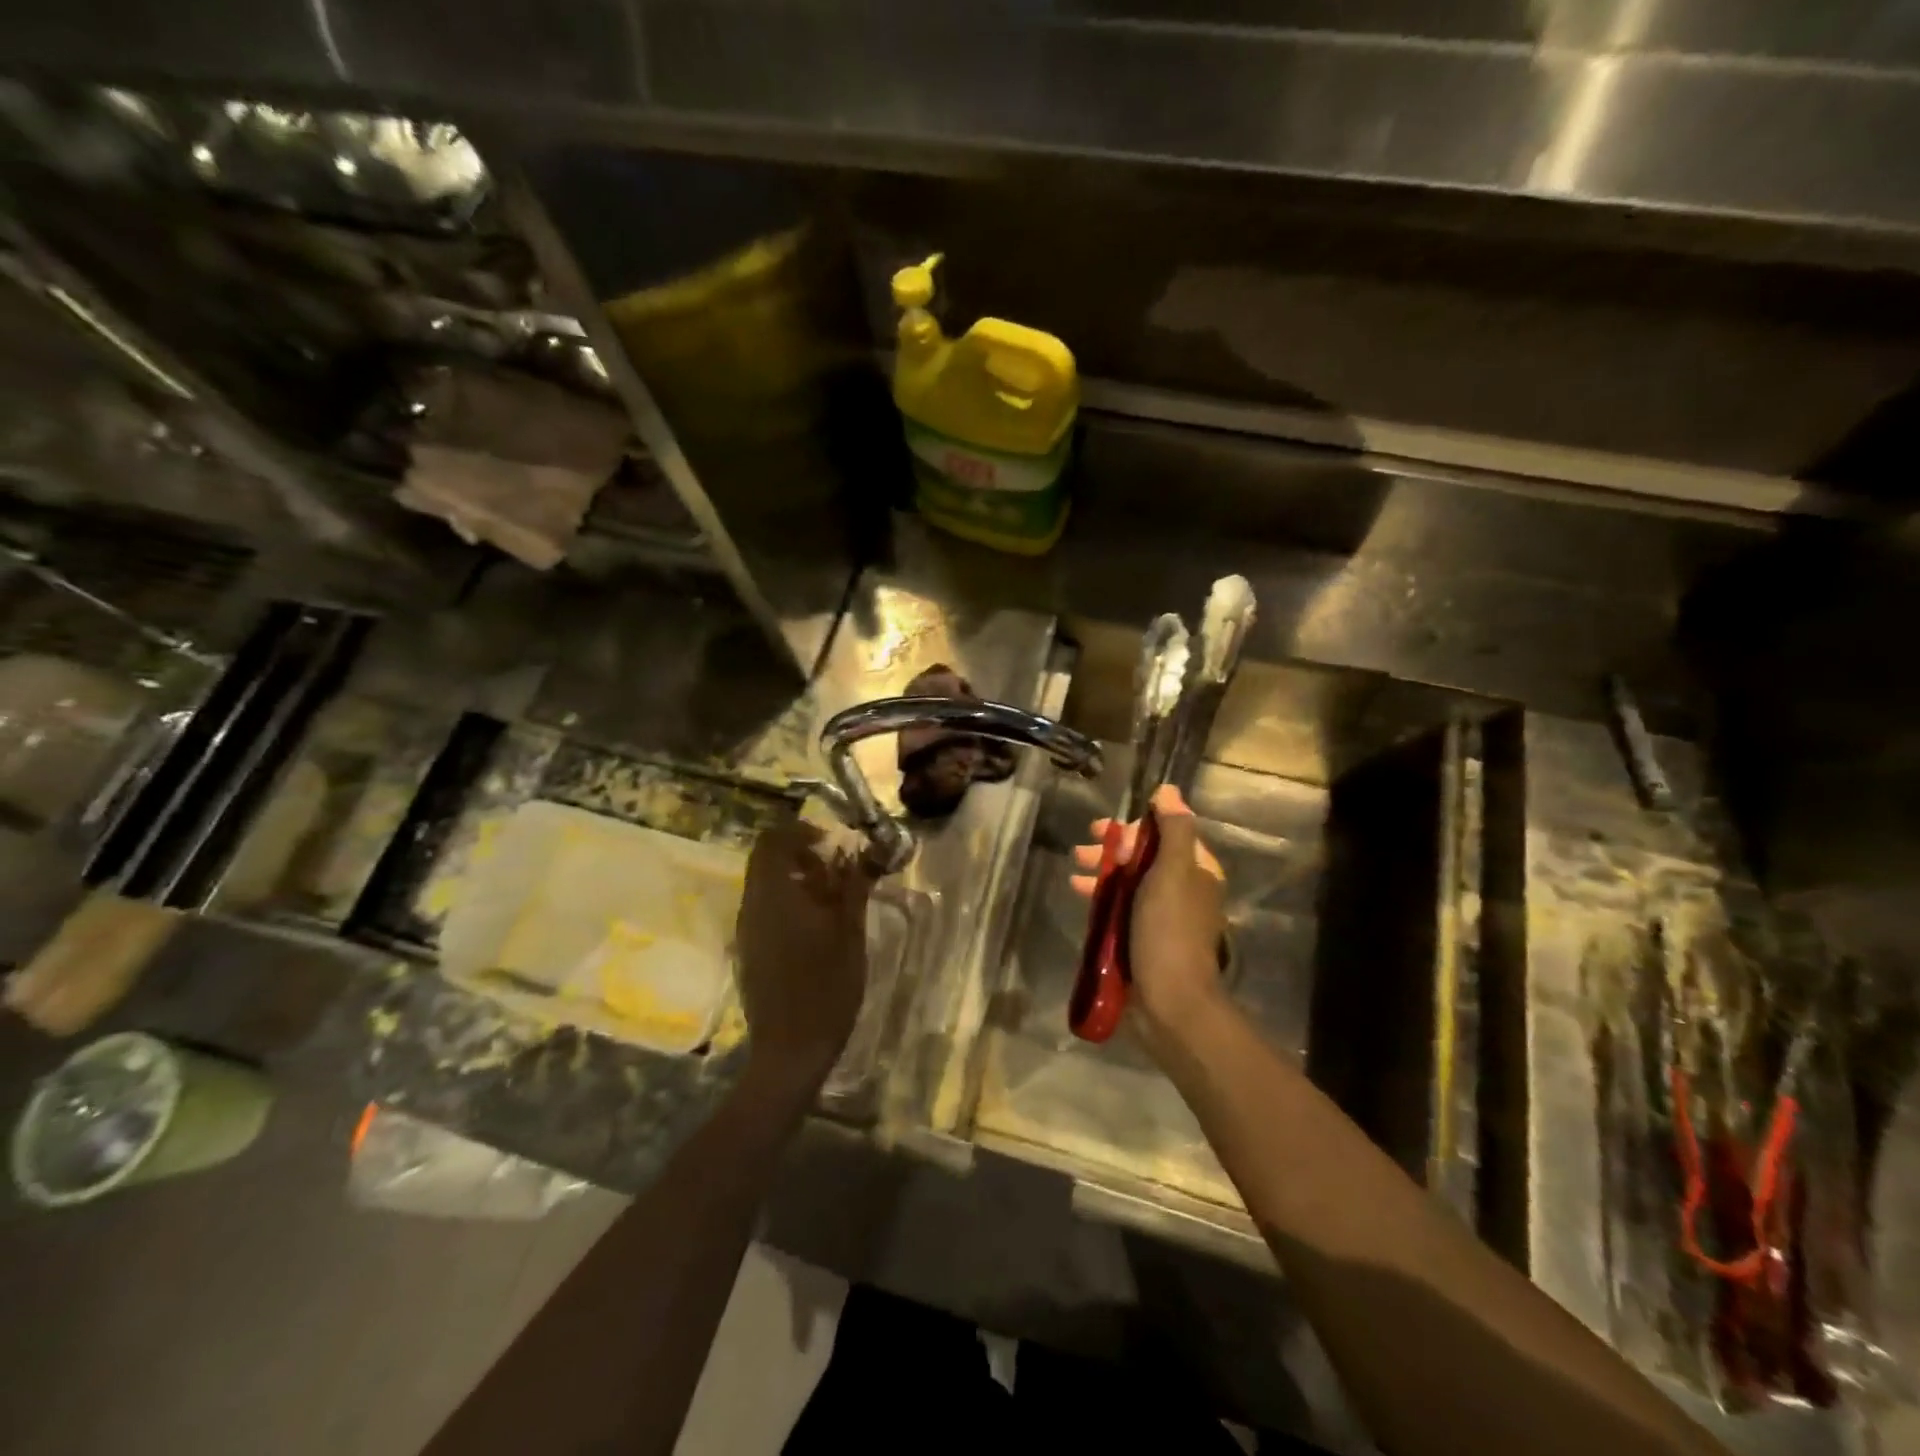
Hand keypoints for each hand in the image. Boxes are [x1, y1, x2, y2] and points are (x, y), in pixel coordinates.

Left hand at [735, 819, 871, 1081]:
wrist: (790, 1052)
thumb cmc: (826, 989)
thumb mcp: (850, 934)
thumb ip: (853, 887)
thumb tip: (863, 853)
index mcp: (774, 896)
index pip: (772, 840)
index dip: (800, 832)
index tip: (833, 844)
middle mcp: (752, 906)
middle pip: (766, 860)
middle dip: (802, 854)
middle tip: (838, 870)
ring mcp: (747, 930)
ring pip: (765, 885)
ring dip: (797, 879)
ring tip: (834, 899)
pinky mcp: (749, 950)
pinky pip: (765, 909)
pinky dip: (789, 902)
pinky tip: (818, 927)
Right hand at [1071, 783, 1227, 1056]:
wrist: (1171, 1001)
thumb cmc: (1170, 930)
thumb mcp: (1172, 872)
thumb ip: (1173, 829)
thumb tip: (1168, 790)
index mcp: (1197, 870)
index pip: (1166, 833)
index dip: (1135, 829)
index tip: (1108, 834)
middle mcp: (1184, 889)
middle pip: (1145, 856)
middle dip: (1112, 850)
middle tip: (1082, 852)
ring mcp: (1163, 916)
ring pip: (1130, 882)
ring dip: (1102, 873)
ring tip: (1075, 877)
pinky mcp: (1145, 938)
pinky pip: (1122, 907)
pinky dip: (1102, 898)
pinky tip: (1080, 898)